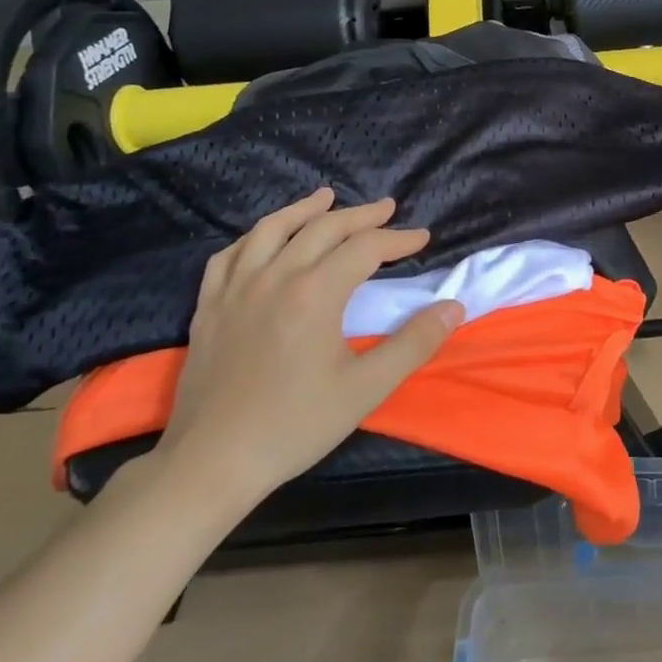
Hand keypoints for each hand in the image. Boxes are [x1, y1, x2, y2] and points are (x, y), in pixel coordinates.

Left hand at [155, 190, 463, 508]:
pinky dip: (254, 237)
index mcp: (315, 293)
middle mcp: (275, 277)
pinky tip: (264, 238)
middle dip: (360, 216)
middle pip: (323, 229)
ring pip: (271, 230)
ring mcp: (235, 289)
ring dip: (304, 210)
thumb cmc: (295, 425)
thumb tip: (453, 307)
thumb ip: (413, 343)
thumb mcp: (366, 389)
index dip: (398, 239)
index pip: (365, 249)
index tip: (422, 237)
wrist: (212, 463)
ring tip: (326, 198)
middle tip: (387, 208)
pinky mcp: (208, 307)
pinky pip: (229, 256)